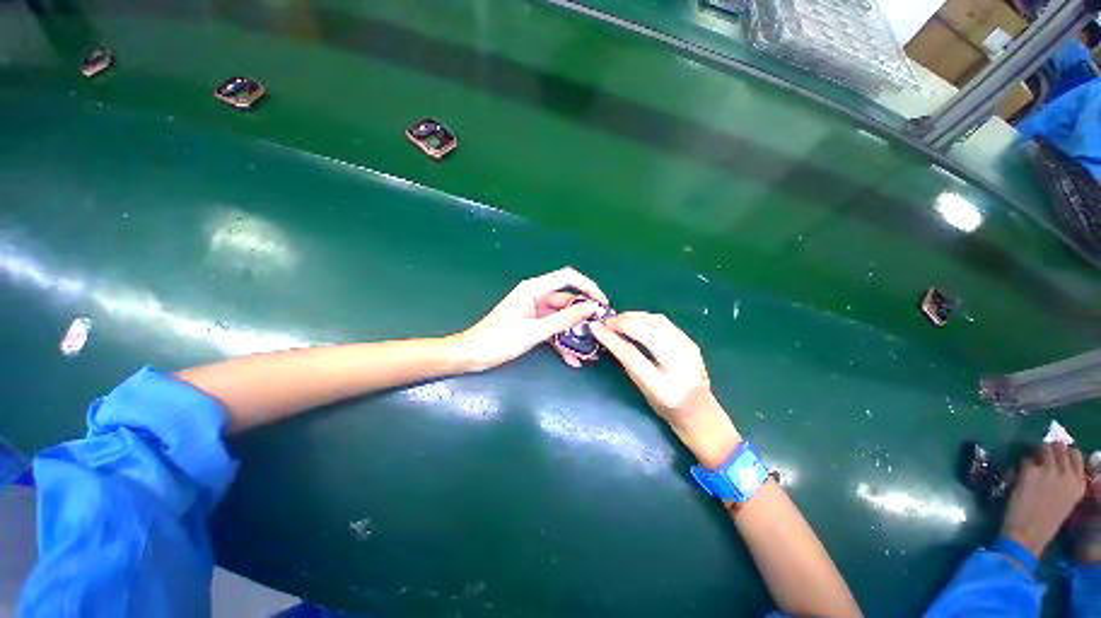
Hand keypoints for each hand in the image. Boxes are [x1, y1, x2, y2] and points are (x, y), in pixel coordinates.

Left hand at [455, 267, 607, 371]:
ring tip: (590, 348)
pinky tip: (572, 358)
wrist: (473, 354)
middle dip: (584, 314)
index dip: (588, 286)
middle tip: (600, 329)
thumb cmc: (500, 340)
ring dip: (573, 331)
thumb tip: (591, 308)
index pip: (568, 277)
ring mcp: (534, 309)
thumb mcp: (536, 331)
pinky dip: (561, 340)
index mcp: (534, 289)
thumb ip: (565, 319)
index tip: (602, 303)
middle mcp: (536, 295)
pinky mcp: (532, 322)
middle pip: (567, 299)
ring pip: (561, 316)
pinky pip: (552, 327)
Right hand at [592, 312, 739, 467]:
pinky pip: (666, 323)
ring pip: (659, 322)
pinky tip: (635, 321)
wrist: (701, 413)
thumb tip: (610, 336)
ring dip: (635, 317)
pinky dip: (646, 318)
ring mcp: (690, 353)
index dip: (612, 339)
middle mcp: (680, 368)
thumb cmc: (667, 408)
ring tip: (619, 319)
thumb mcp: (643, 390)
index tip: (596, 329)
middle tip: (607, 322)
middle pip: (649, 333)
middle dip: (624, 322)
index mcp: (663, 388)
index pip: (633, 356)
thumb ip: (628, 363)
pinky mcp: (692, 343)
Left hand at [1001, 444, 1086, 558]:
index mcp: (1079, 484)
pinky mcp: (1030, 471)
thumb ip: (1066, 481)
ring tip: (1032, 463)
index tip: (1057, 454)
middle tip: (1042, 455)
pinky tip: (1020, 475)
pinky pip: (1026, 460)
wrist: (1028, 534)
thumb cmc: (1046, 522)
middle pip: (1059, 448)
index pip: (1076, 454)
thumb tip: (1058, 464)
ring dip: (1036, 453)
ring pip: (1044, 449)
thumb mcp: (1066, 500)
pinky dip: (1023, 465)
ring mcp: (1049, 471)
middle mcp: (1067, 474)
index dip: (1065, 451)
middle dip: (1050, 448)